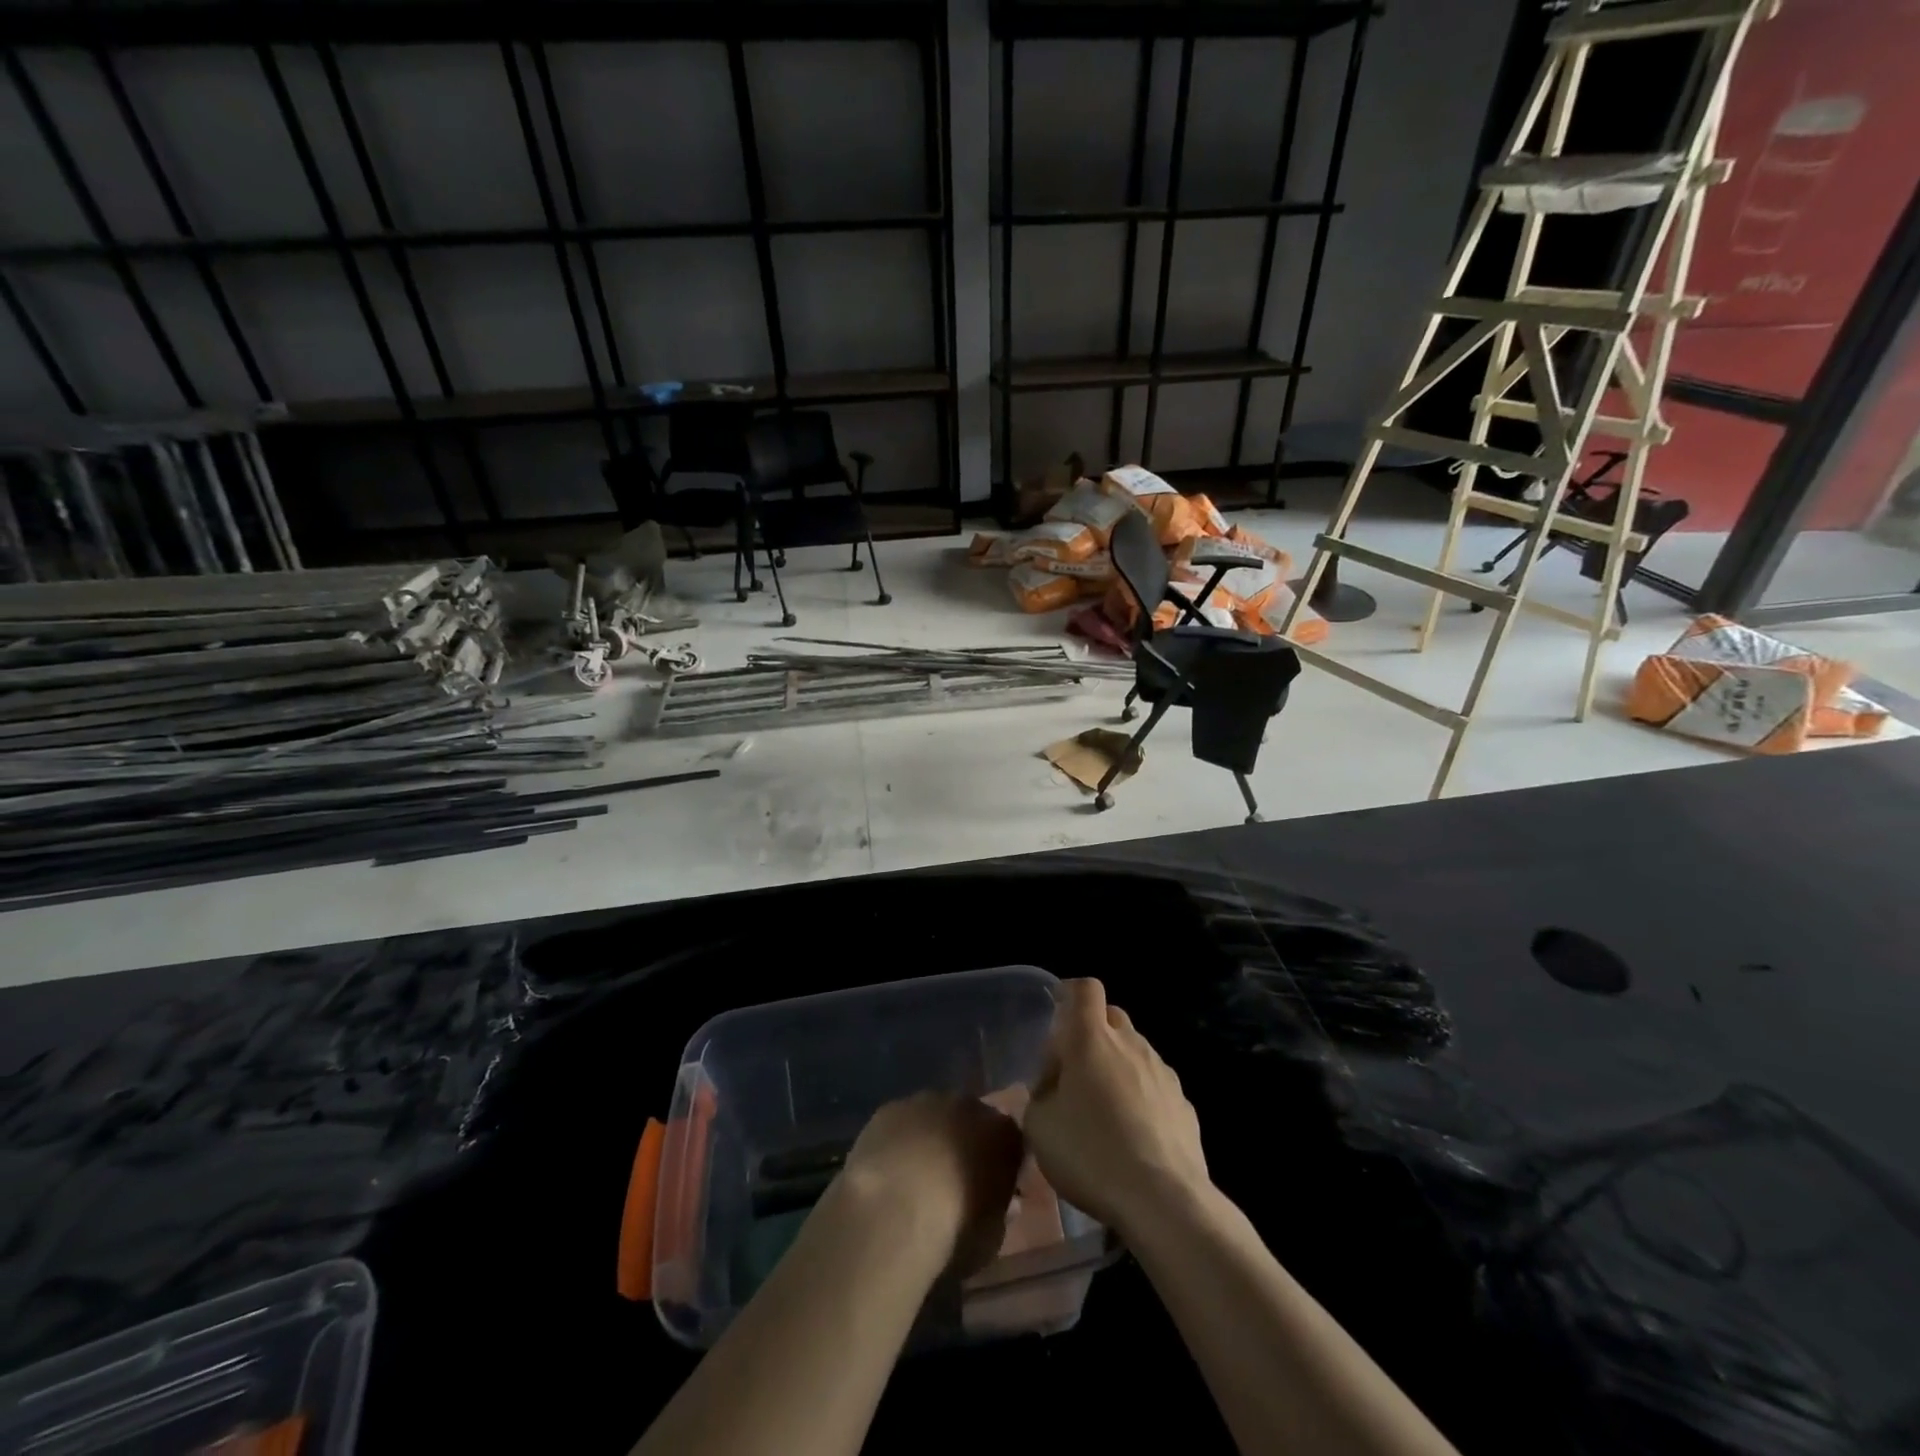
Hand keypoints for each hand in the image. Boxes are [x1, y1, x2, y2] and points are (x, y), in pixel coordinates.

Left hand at [837, 1092, 1024, 1278]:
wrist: (892, 1211)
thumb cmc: (953, 1230)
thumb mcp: (991, 1238)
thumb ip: (1000, 1212)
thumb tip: (1004, 1203)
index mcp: (1002, 1133)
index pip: (1010, 1143)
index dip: (1000, 1168)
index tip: (991, 1193)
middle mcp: (968, 1106)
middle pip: (971, 1122)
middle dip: (965, 1145)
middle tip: (952, 1183)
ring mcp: (926, 1101)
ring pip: (934, 1117)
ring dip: (930, 1139)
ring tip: (915, 1180)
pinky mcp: (890, 1108)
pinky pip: (902, 1123)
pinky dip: (899, 1141)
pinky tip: (889, 1171)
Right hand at [1025, 978, 1209, 1240]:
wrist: (1163, 1200)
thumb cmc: (1091, 1153)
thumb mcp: (1038, 1126)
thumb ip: (1041, 1094)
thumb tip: (1053, 1088)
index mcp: (1091, 1039)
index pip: (1085, 989)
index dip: (1071, 993)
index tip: (1059, 1013)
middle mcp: (1131, 1044)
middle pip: (1113, 1017)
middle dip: (1094, 1033)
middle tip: (1076, 1071)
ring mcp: (1163, 1072)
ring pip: (1136, 1052)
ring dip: (1119, 1067)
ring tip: (1105, 1110)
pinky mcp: (1185, 1104)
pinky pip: (1156, 1086)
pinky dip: (1143, 1097)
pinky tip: (1134, 1136)